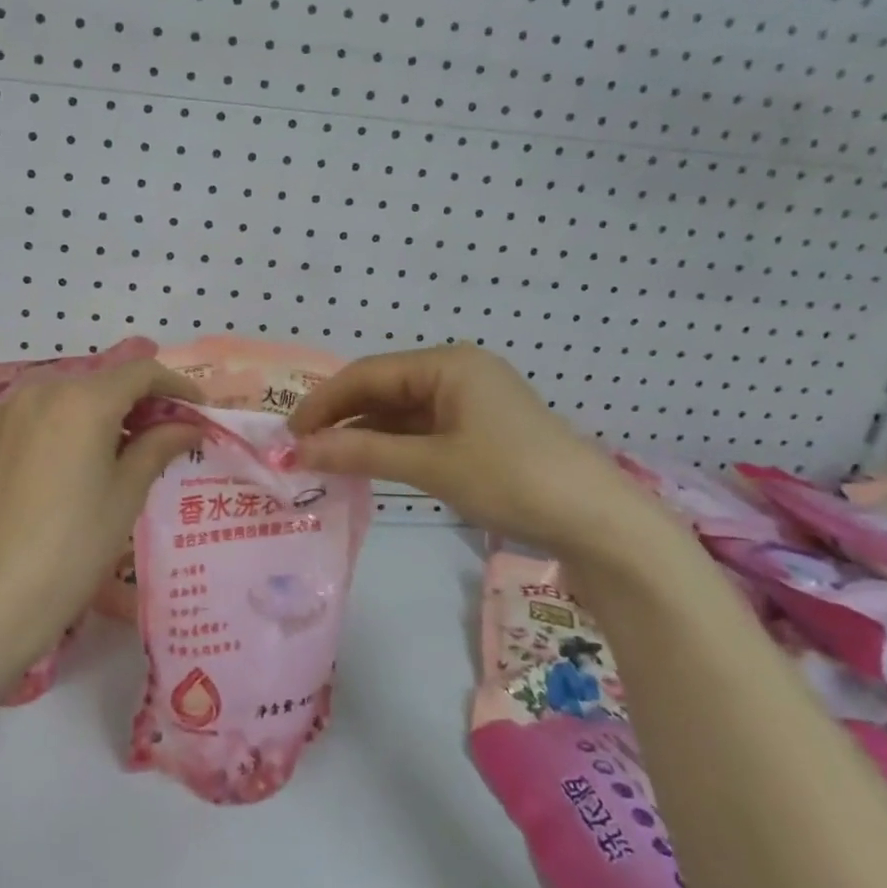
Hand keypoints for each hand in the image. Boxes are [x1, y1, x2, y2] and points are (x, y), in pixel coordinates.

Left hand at [0, 359, 201, 657]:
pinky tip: (87, 455)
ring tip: (131, 448)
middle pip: (106, 380)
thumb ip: (159, 446)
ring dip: (108, 411)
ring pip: (74, 394)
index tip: (199, 411)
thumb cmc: (74, 545)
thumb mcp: (126, 493)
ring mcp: (12, 409)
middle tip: (170, 434)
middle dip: (143, 400)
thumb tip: (188, 425)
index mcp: (82, 399)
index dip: (177, 386)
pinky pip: (46, 411)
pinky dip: (74, 421)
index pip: (141, 373)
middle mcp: (43, 389)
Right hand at [288, 343, 663, 556]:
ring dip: (363, 432)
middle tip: (300, 447)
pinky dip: (391, 445)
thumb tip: (299, 451)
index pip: (368, 373)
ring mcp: (471, 402)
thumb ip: (362, 452)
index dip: (324, 401)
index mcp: (448, 364)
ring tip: (324, 458)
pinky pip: (421, 430)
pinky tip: (366, 462)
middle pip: (383, 388)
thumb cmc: (512, 479)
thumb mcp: (431, 465)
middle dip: (341, 416)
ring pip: (400, 411)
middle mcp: (457, 373)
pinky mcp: (480, 431)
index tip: (288, 432)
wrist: (598, 523)